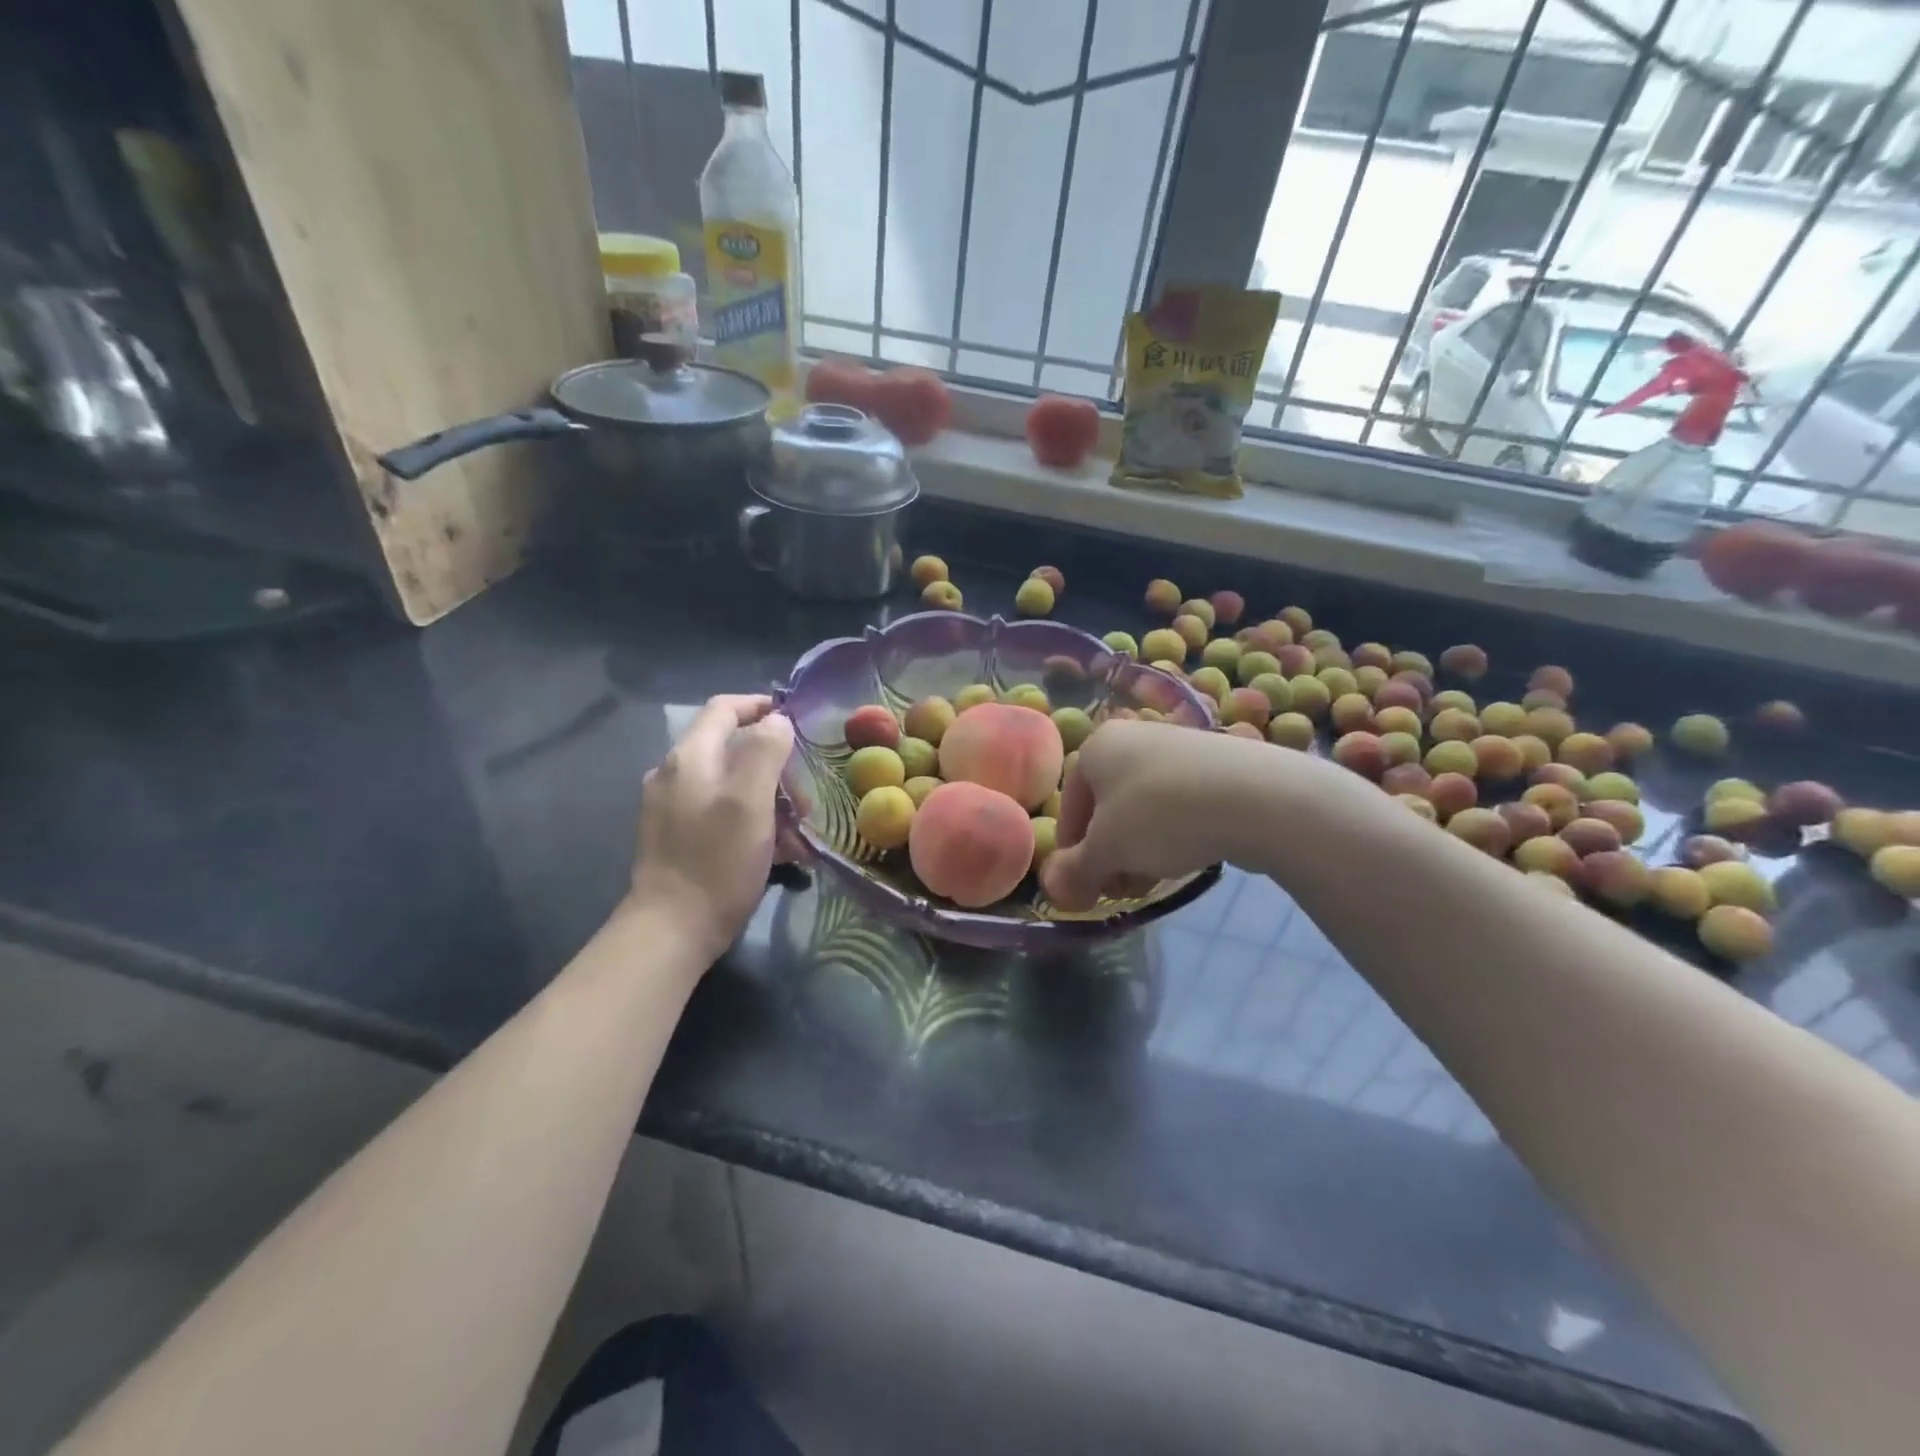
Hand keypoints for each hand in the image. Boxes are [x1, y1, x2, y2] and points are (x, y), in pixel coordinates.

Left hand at [629, 694, 794, 960]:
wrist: (672, 929)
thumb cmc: (717, 860)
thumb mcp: (750, 800)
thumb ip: (765, 751)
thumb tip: (777, 721)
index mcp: (690, 757)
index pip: (724, 708)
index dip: (760, 705)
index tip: (797, 719)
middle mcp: (675, 774)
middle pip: (732, 748)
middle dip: (775, 765)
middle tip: (805, 794)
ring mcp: (673, 807)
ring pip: (732, 784)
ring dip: (769, 797)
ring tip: (799, 829)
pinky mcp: (678, 836)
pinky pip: (723, 812)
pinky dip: (753, 820)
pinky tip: (778, 850)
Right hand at [1041, 720, 1288, 910]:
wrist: (1257, 797)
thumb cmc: (1160, 816)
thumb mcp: (1107, 851)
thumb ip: (1076, 871)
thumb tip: (1054, 890)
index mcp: (1097, 746)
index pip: (1069, 805)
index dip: (1072, 851)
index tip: (1084, 885)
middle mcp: (1133, 736)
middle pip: (1107, 807)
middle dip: (1109, 852)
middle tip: (1121, 887)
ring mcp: (1177, 748)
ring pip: (1143, 808)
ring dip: (1139, 849)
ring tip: (1154, 878)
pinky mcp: (1215, 764)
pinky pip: (1178, 803)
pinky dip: (1174, 832)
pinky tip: (1187, 856)